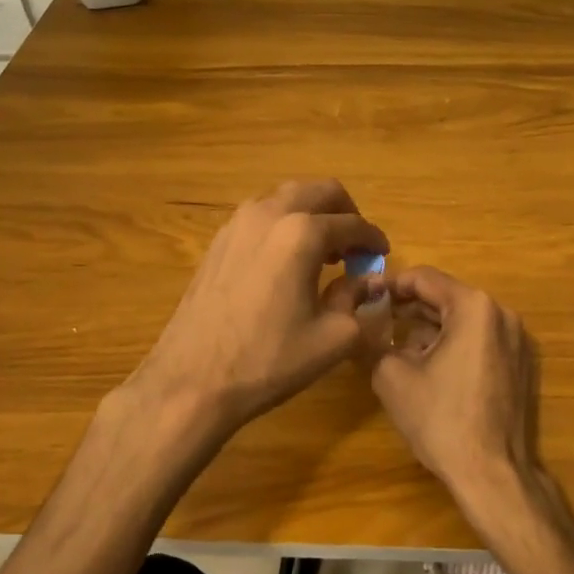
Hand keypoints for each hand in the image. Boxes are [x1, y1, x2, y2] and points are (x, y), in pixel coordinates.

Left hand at [128, 179, 387, 442]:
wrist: (191, 382)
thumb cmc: (268, 360)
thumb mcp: (333, 338)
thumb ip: (357, 300)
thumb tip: (368, 282)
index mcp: (302, 233)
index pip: (352, 224)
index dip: (373, 239)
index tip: (382, 254)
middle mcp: (270, 214)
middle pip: (320, 191)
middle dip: (345, 213)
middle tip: (355, 246)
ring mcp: (237, 224)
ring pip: (287, 197)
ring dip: (313, 214)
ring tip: (323, 252)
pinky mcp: (218, 241)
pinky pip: (261, 214)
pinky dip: (284, 224)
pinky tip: (287, 261)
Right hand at [367, 267, 541, 510]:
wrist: (493, 473)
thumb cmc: (441, 419)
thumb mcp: (392, 376)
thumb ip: (374, 341)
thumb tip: (362, 327)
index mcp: (474, 307)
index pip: (425, 278)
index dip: (391, 285)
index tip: (366, 296)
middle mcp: (501, 313)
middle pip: (446, 297)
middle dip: (410, 307)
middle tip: (376, 320)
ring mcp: (516, 339)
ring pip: (463, 319)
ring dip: (430, 327)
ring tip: (397, 345)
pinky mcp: (520, 363)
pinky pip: (480, 339)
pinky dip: (453, 343)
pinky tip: (428, 366)